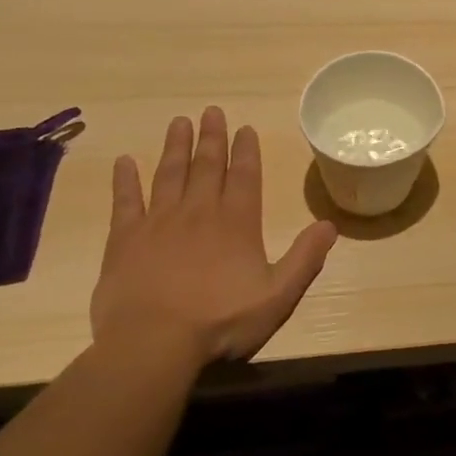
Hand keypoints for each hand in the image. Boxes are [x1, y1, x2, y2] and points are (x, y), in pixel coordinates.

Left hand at [89, 107, 336, 378]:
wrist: (153, 344)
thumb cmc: (221, 321)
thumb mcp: (277, 295)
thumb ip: (305, 258)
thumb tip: (330, 225)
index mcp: (237, 223)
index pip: (244, 176)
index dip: (246, 151)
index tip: (244, 128)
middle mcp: (199, 212)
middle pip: (206, 166)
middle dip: (211, 138)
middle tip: (211, 111)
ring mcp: (158, 223)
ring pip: (168, 174)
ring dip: (175, 147)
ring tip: (179, 122)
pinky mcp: (124, 240)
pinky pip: (125, 201)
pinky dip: (125, 180)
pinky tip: (124, 162)